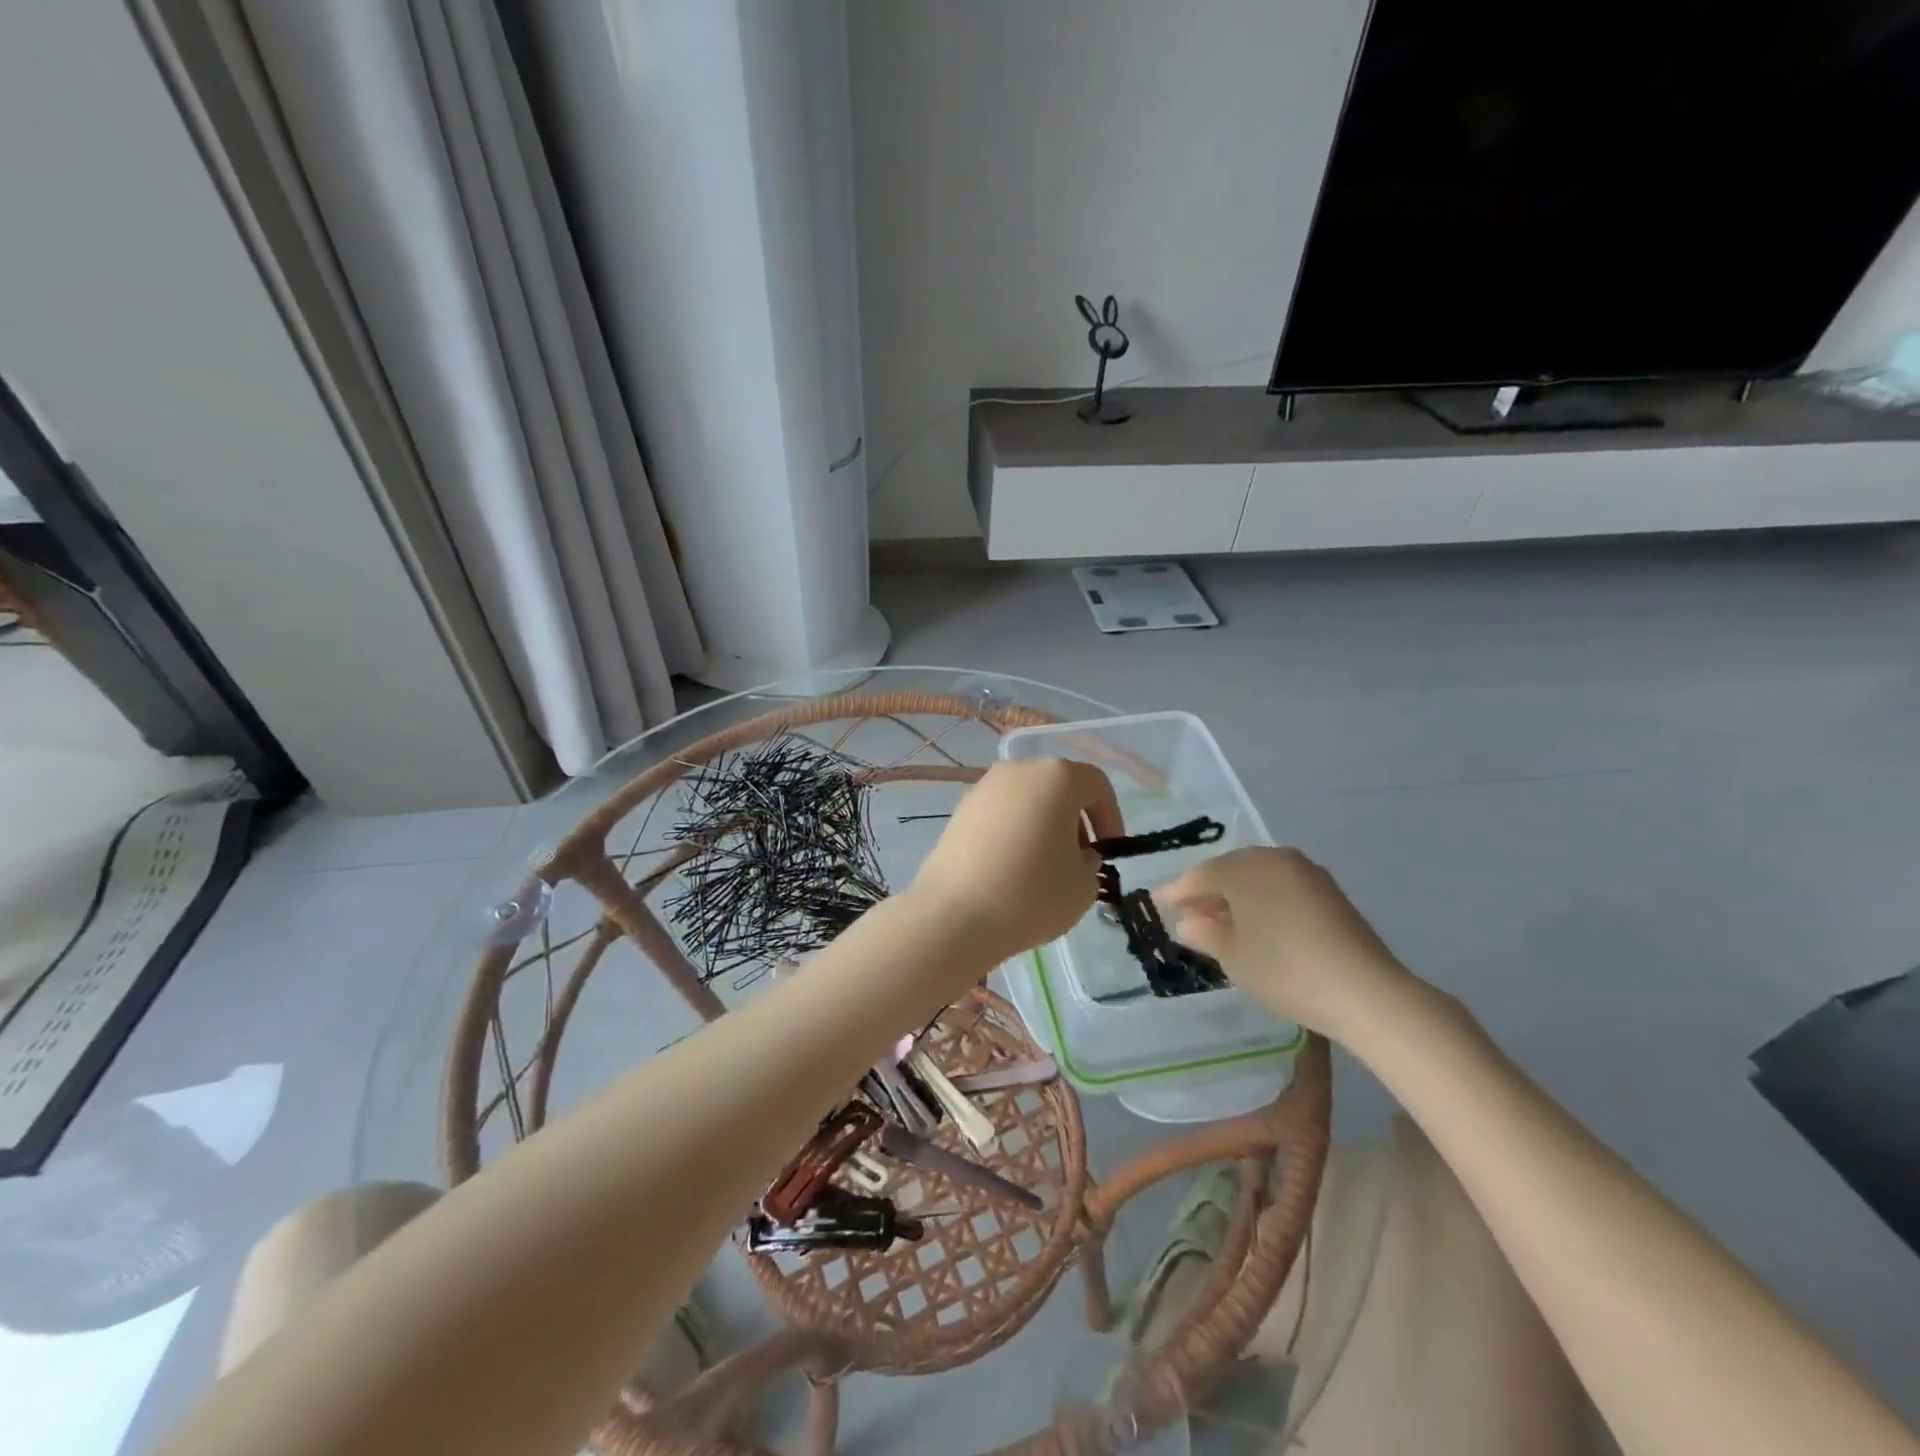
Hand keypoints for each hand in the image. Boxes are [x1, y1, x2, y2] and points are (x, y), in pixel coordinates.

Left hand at [908, 759, 1122, 965]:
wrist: (953, 915)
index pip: (1097, 785)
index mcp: (1057, 777)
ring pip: (1028, 800)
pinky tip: (1011, 870)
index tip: (1109, 852)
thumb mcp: (1083, 886)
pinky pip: (1000, 815)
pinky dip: (1014, 833)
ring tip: (1044, 869)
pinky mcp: (959, 810)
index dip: (1111, 817)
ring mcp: (984, 788)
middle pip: (1059, 788)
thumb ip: (1090, 863)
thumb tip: (1076, 855)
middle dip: (1076, 821)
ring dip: (1044, 826)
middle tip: (1079, 861)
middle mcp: (1018, 770)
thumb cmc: (1030, 894)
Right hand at [1155, 847, 1422, 1040]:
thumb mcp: (1233, 956)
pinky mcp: (1329, 892)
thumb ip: (1204, 933)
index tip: (1157, 903)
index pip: (1200, 875)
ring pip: (1257, 878)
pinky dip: (1262, 902)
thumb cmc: (1284, 969)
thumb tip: (1186, 922)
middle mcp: (1274, 859)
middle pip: (1230, 871)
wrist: (1365, 991)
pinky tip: (1256, 926)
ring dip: (1235, 897)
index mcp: (1245, 867)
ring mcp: (1306, 872)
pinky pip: (1280, 888)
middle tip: (1186, 914)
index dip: (1177, 891)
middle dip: (1206, 892)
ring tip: (1219, 923)